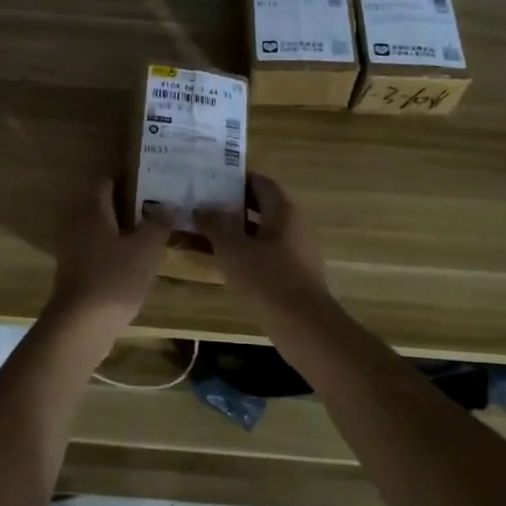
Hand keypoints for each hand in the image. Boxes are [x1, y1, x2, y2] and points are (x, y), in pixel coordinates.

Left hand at [45, 177, 171, 335]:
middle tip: (159, 201)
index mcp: (91, 210)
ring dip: (124, 226)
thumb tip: (169, 204)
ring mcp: (73, 248)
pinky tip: (138, 257)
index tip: (152, 175)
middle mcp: (77, 223)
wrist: (80, 326)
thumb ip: (159, 224)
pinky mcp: (76, 270)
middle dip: (130, 201)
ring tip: (154, 228)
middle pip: (104, 203)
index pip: (107, 179)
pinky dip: (116, 247)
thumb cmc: (114, 279)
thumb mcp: (146, 249)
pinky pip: (98, 248)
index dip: (128, 175)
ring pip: (102, 227)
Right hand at [197, 174, 336, 319]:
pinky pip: (266, 254)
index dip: (237, 179)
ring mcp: (297, 251)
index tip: (211, 181)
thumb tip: (204, 208)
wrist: (303, 326)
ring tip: (205, 234)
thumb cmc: (266, 279)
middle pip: (261, 207)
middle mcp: (294, 225)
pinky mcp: (294, 274)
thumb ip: (216, 224)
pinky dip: (245, 253)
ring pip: (261, 233)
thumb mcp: (232, 249)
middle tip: (203, 207)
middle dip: (232, 206)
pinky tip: (224, 263)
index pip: (260, 182)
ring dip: (236, 232)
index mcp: (283, 211)